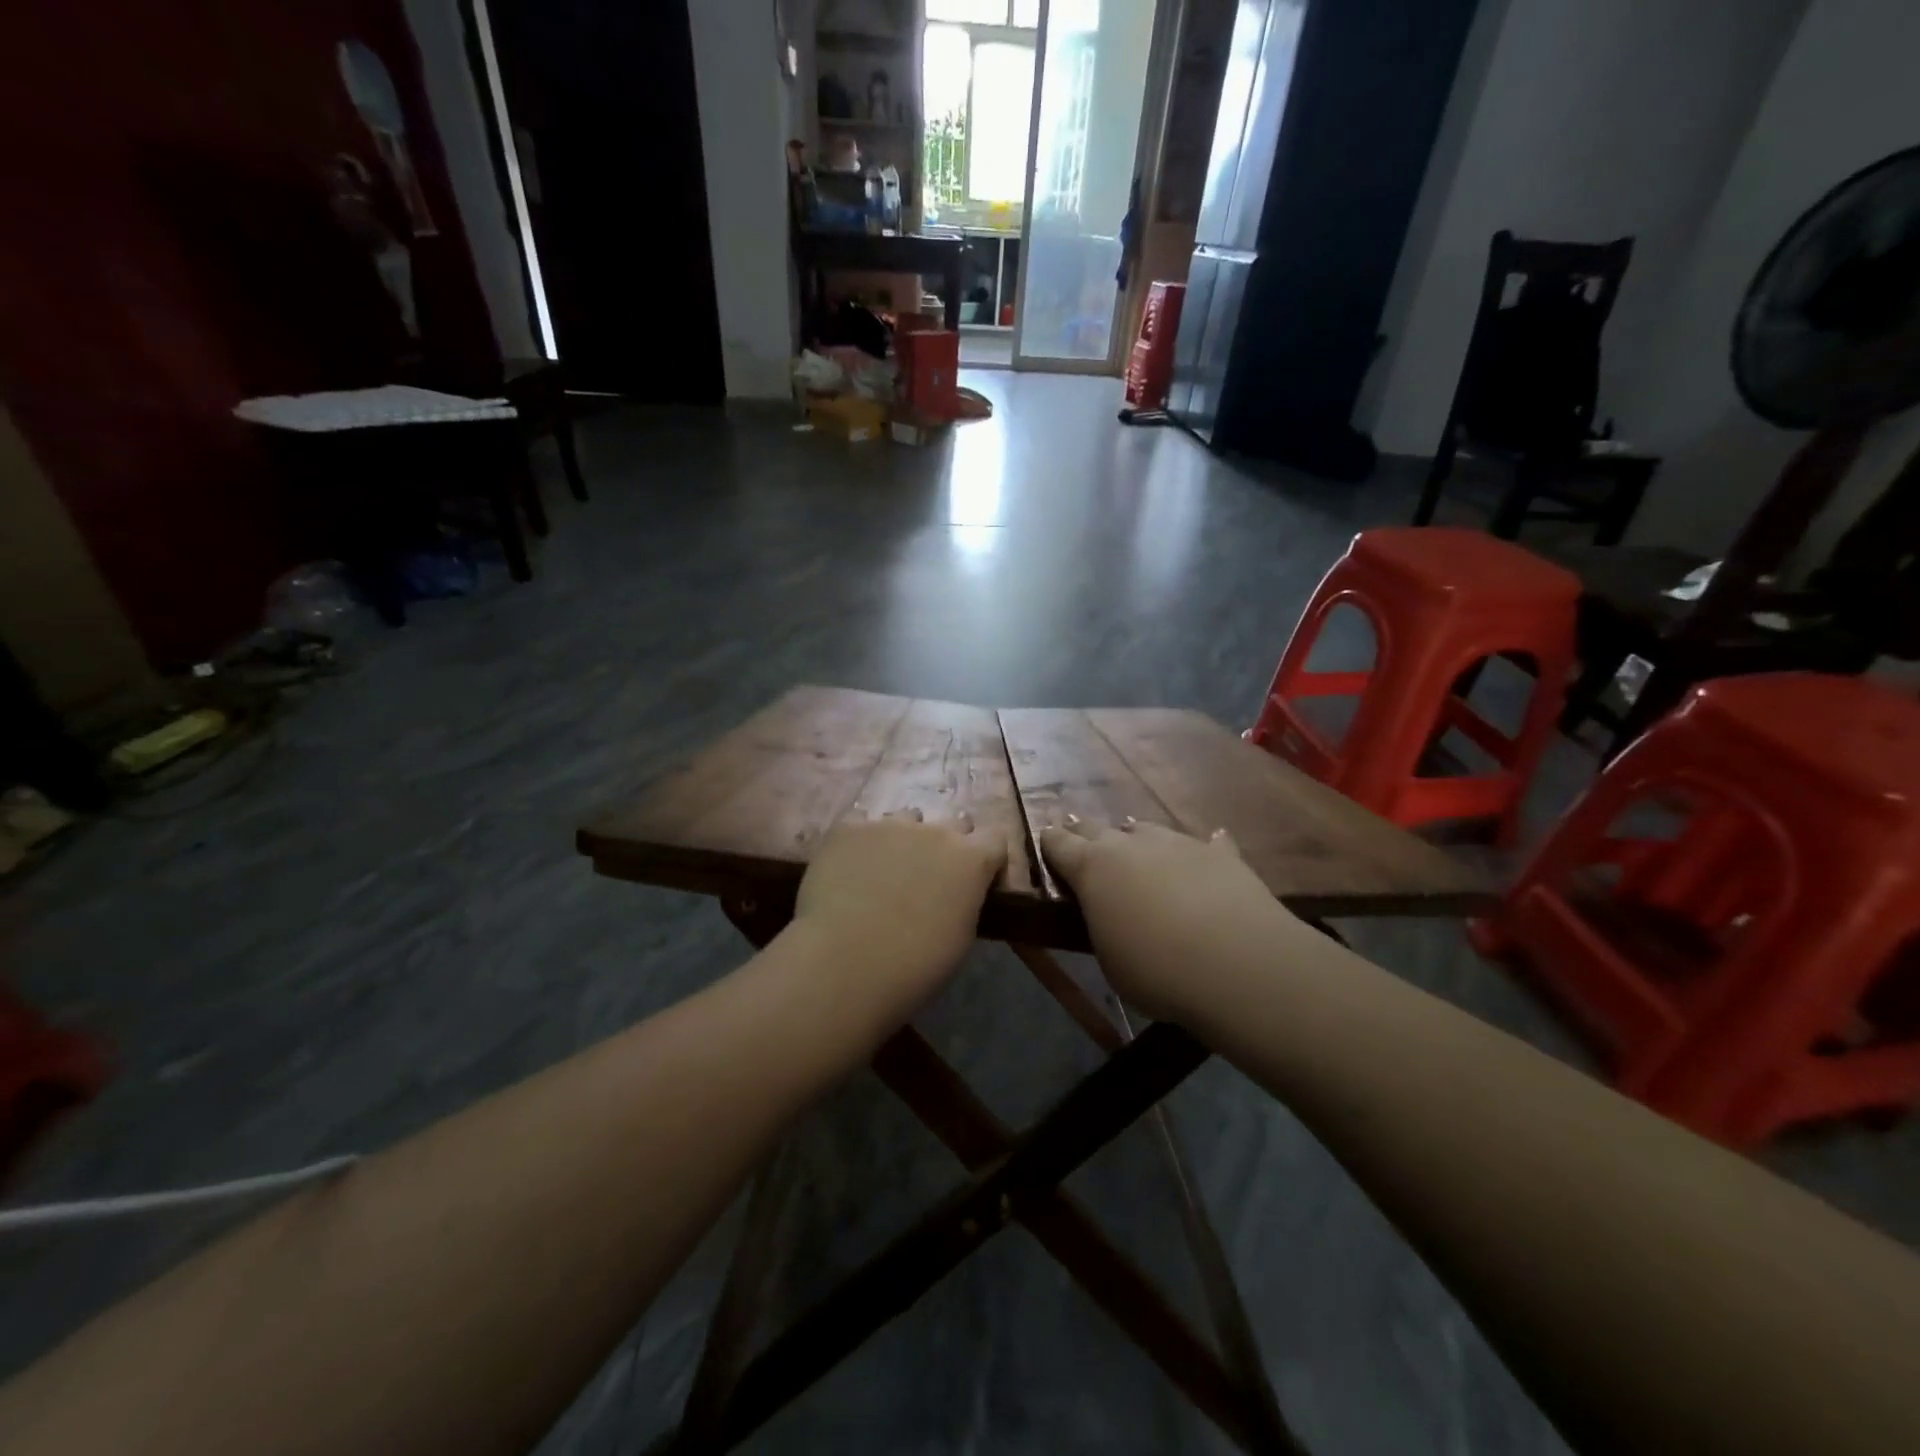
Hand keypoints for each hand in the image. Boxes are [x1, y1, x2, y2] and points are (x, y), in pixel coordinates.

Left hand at [795, 810, 1005, 1010]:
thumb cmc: (915, 966)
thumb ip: (965, 902)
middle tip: (930, 877)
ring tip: (884, 871)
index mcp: (972, 859)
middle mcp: (935, 831)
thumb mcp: (961, 938)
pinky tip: (849, 866)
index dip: (987, 859)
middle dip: (948, 844)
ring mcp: (889, 825)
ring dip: (904, 839)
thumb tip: (956, 895)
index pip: (995, 839)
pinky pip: (861, 824)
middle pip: (953, 823)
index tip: (977, 882)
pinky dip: (862, 842)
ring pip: (906, 819)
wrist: (846, 964)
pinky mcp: (848, 828)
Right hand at [1039, 817, 1304, 1022]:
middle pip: (1098, 828)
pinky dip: (1200, 849)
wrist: (1238, 964)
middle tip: (1082, 841)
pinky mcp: (1219, 854)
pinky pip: (1205, 843)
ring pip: (1147, 830)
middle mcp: (1130, 844)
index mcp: (1093, 868)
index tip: (1046, 841)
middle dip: (1087, 834)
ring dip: (1137, 840)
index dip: (1050, 843)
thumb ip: (1103, 923)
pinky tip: (1211, 843)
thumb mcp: (1110, 958)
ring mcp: (1177, 843)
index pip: (1059, 844)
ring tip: (1138, 849)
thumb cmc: (1157, 971)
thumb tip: (1108, 910)